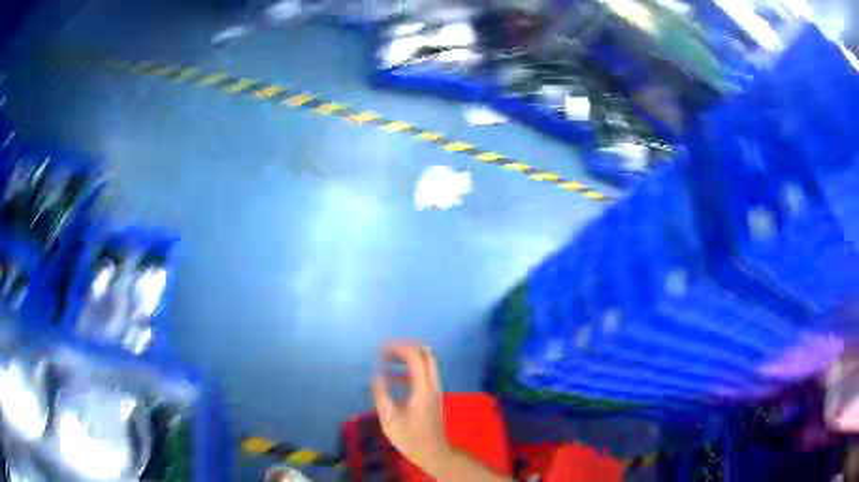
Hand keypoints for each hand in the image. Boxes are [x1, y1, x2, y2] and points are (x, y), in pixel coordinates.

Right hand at [372, 342, 450, 474]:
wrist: (434, 453)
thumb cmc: (411, 439)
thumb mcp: (390, 419)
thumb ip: (382, 395)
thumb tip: (376, 375)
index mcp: (423, 389)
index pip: (415, 356)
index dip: (398, 348)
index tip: (380, 350)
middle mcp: (432, 385)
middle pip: (425, 354)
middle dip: (405, 347)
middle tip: (385, 352)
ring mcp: (435, 390)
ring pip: (427, 362)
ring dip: (408, 356)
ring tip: (386, 360)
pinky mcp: (432, 396)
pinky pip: (424, 373)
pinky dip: (410, 368)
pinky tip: (394, 376)